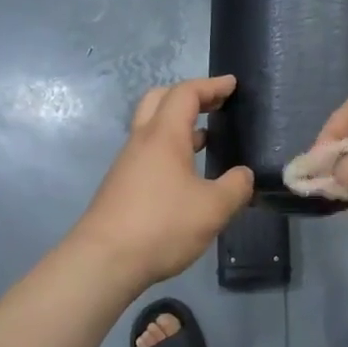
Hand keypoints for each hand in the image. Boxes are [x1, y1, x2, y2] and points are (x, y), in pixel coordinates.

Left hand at [71, 76, 254, 287]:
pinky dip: (170, 148)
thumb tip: (243, 176)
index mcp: (164, 135)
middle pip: (160, 100)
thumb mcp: (213, 208)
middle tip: (214, 104)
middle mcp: (142, 141)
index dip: (211, 85)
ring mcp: (127, 163)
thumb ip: (235, 187)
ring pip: (152, 127)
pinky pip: (148, 151)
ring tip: (206, 137)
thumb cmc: (162, 225)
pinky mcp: (121, 185)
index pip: (186, 93)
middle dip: (189, 96)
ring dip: (178, 124)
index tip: (232, 85)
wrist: (104, 261)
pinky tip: (187, 173)